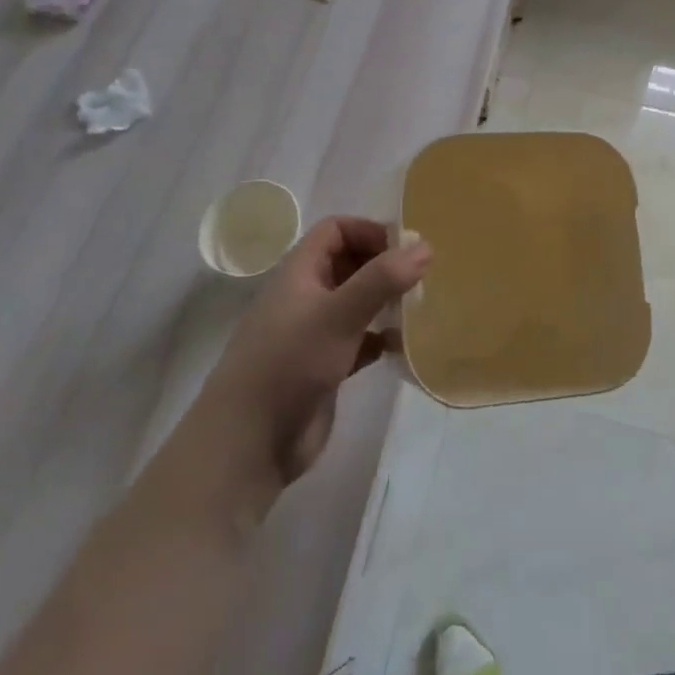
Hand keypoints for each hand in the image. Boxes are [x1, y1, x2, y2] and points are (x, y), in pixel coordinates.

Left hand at [182, 217, 430, 520]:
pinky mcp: (324, 366)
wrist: (249, 444)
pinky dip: (381, 338)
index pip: (336, 230)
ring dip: (385, 301)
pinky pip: (359, 340)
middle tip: (421, 277)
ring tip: (420, 307)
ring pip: (356, 302)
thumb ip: (381, 280)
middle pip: (349, 263)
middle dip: (384, 265)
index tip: (406, 249)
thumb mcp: (338, 315)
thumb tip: (425, 246)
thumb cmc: (289, 364)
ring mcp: (314, 332)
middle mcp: (306, 295)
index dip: (370, 231)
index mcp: (299, 271)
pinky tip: (404, 346)